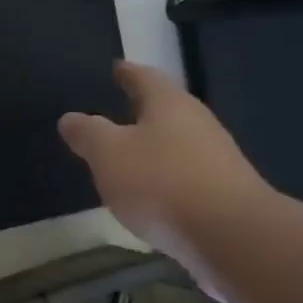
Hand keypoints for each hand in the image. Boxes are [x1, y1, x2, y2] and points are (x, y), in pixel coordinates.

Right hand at [58, 60, 275, 290]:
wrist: (232, 236)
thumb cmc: (161, 182)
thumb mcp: (108, 154)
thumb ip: (88, 134)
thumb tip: (70, 118)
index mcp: (169, 105)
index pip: (145, 78)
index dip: (128, 73)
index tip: (117, 67)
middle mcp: (198, 124)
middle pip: (167, 110)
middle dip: (143, 111)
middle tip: (119, 111)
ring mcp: (217, 160)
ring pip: (178, 144)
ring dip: (154, 148)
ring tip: (130, 157)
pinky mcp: (225, 194)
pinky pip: (186, 177)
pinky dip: (166, 180)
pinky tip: (152, 196)